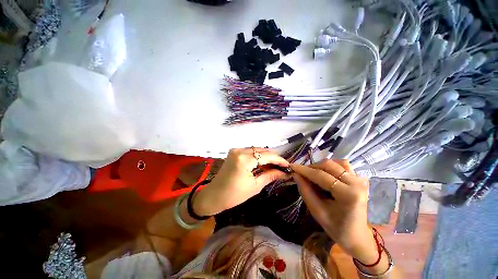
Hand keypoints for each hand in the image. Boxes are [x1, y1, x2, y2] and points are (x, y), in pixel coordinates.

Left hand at [193, 148, 288, 215]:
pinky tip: (263, 164)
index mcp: (244, 159)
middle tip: (282, 167)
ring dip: (266, 157)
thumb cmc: (234, 195)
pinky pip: (250, 152)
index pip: (267, 156)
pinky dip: (258, 157)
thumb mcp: (255, 186)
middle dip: (273, 158)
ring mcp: (236, 150)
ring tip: (274, 166)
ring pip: (256, 150)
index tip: (288, 165)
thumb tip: (284, 173)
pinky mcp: (234, 152)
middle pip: (262, 151)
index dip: (279, 160)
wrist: (214, 195)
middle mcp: (240, 150)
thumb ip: (270, 176)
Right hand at [291, 160, 378, 264]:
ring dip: (322, 166)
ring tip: (313, 174)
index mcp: (348, 195)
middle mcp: (356, 183)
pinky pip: (344, 166)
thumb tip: (295, 174)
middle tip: (301, 173)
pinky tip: (327, 174)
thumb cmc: (336, 228)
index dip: (304, 170)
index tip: (292, 166)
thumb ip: (305, 191)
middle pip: (329, 165)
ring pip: (336, 163)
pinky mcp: (359, 180)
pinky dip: (332, 167)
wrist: (357, 236)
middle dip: (312, 167)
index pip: (321, 176)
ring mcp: (360, 180)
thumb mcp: (317, 211)